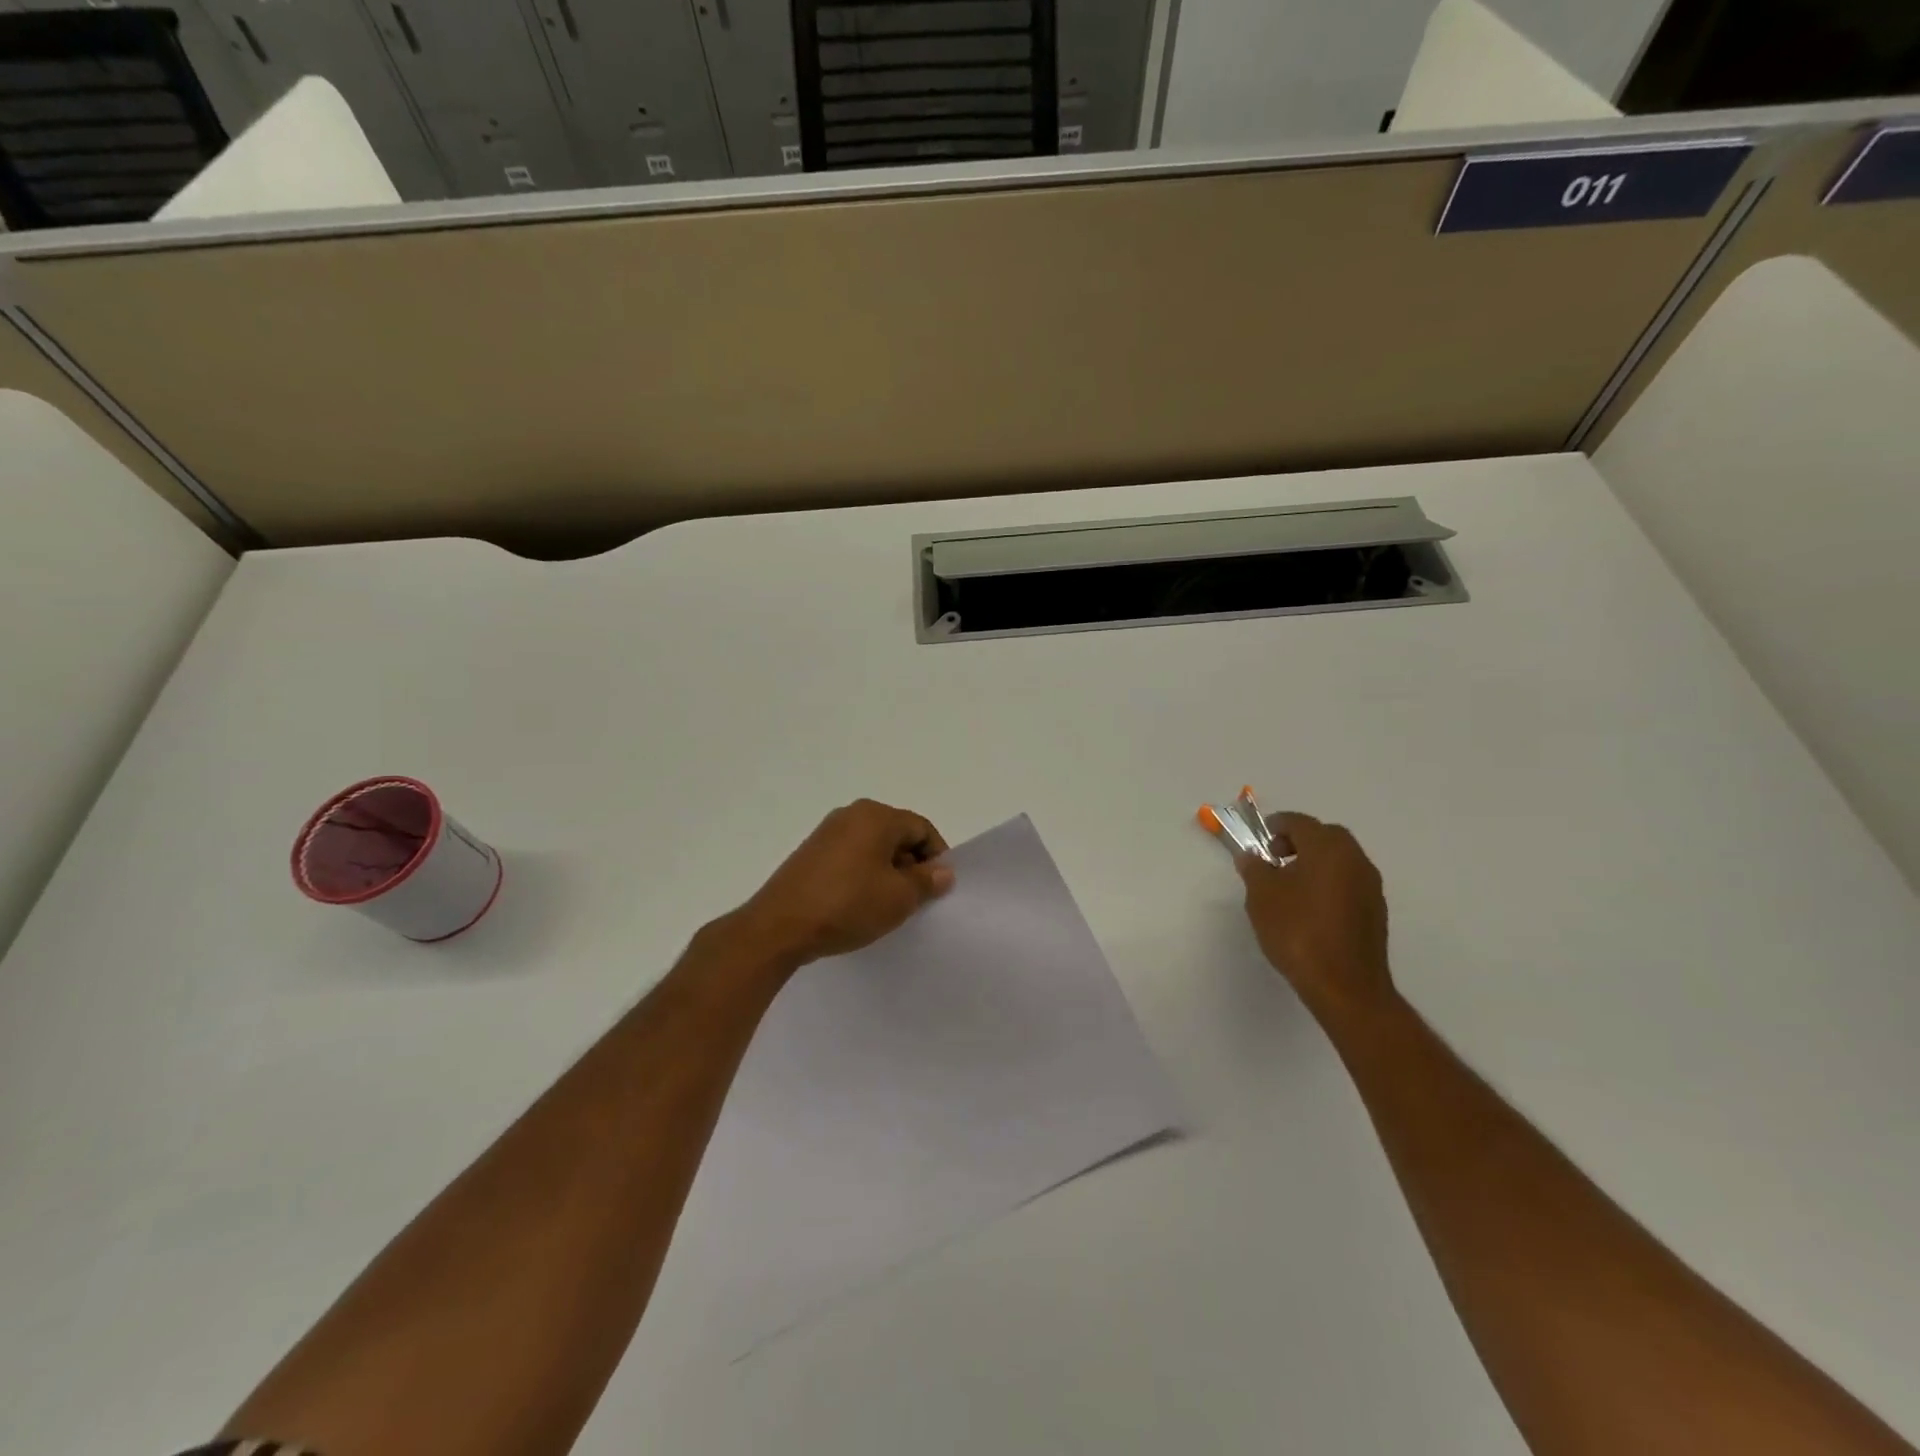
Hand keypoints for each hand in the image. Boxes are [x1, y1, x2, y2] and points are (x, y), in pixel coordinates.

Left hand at [729, 799, 954, 968]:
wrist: (779, 927)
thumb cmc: (848, 905)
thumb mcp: (899, 898)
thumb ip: (927, 881)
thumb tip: (943, 871)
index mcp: (876, 815)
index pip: (921, 828)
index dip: (937, 858)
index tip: (937, 890)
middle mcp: (851, 814)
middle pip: (897, 834)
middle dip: (911, 865)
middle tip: (915, 900)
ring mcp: (826, 832)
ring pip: (873, 847)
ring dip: (887, 872)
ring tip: (886, 906)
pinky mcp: (810, 853)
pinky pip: (850, 857)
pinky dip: (863, 875)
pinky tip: (859, 904)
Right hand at [1238, 813, 1393, 1022]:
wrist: (1345, 986)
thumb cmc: (1298, 931)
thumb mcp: (1262, 896)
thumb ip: (1254, 869)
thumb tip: (1252, 857)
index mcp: (1328, 848)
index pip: (1300, 822)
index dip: (1276, 826)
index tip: (1259, 840)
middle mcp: (1355, 860)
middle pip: (1325, 836)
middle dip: (1299, 841)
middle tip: (1274, 858)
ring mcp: (1370, 886)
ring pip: (1340, 860)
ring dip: (1315, 862)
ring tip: (1289, 885)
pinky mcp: (1375, 912)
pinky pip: (1348, 883)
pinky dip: (1328, 883)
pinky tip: (1309, 908)